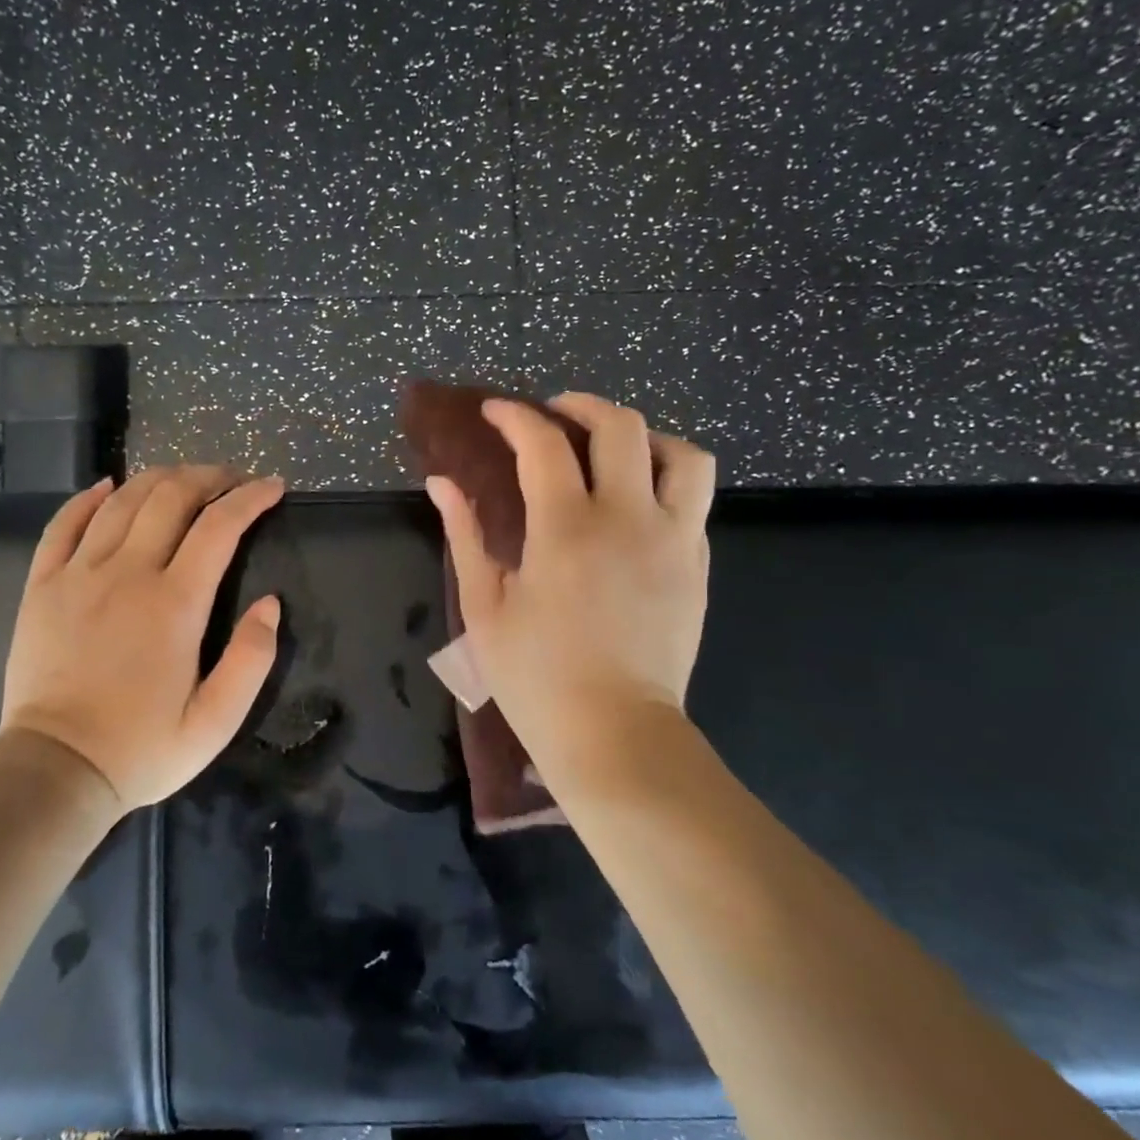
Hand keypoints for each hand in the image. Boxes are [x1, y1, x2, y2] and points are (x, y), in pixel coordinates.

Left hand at [0, 466, 284, 811]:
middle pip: (171, 497)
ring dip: (160, 478)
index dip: (250, 498)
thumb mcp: (216, 721)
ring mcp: (78, 574)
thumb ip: (252, 659)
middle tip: (234, 480)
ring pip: (122, 500)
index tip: (273, 487)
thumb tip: (270, 603)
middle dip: (210, 477)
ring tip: (185, 479)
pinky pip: (64, 524)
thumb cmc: (142, 748)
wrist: (56, 770)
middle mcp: (127, 573)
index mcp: (175, 603)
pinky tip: (109, 487)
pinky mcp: (42, 585)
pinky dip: (89, 497)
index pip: (220, 526)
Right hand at [425, 393, 714, 788]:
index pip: (543, 444)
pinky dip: (666, 481)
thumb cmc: (536, 676)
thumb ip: (465, 535)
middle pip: (621, 427)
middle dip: (582, 406)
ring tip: (614, 451)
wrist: (615, 733)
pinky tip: (636, 503)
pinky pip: (695, 500)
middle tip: (554, 414)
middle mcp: (628, 519)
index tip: (495, 412)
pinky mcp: (697, 565)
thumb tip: (442, 483)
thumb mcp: (485, 606)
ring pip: (683, 456)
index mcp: (566, 530)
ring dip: (645, 438)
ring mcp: (674, 540)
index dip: (515, 417)